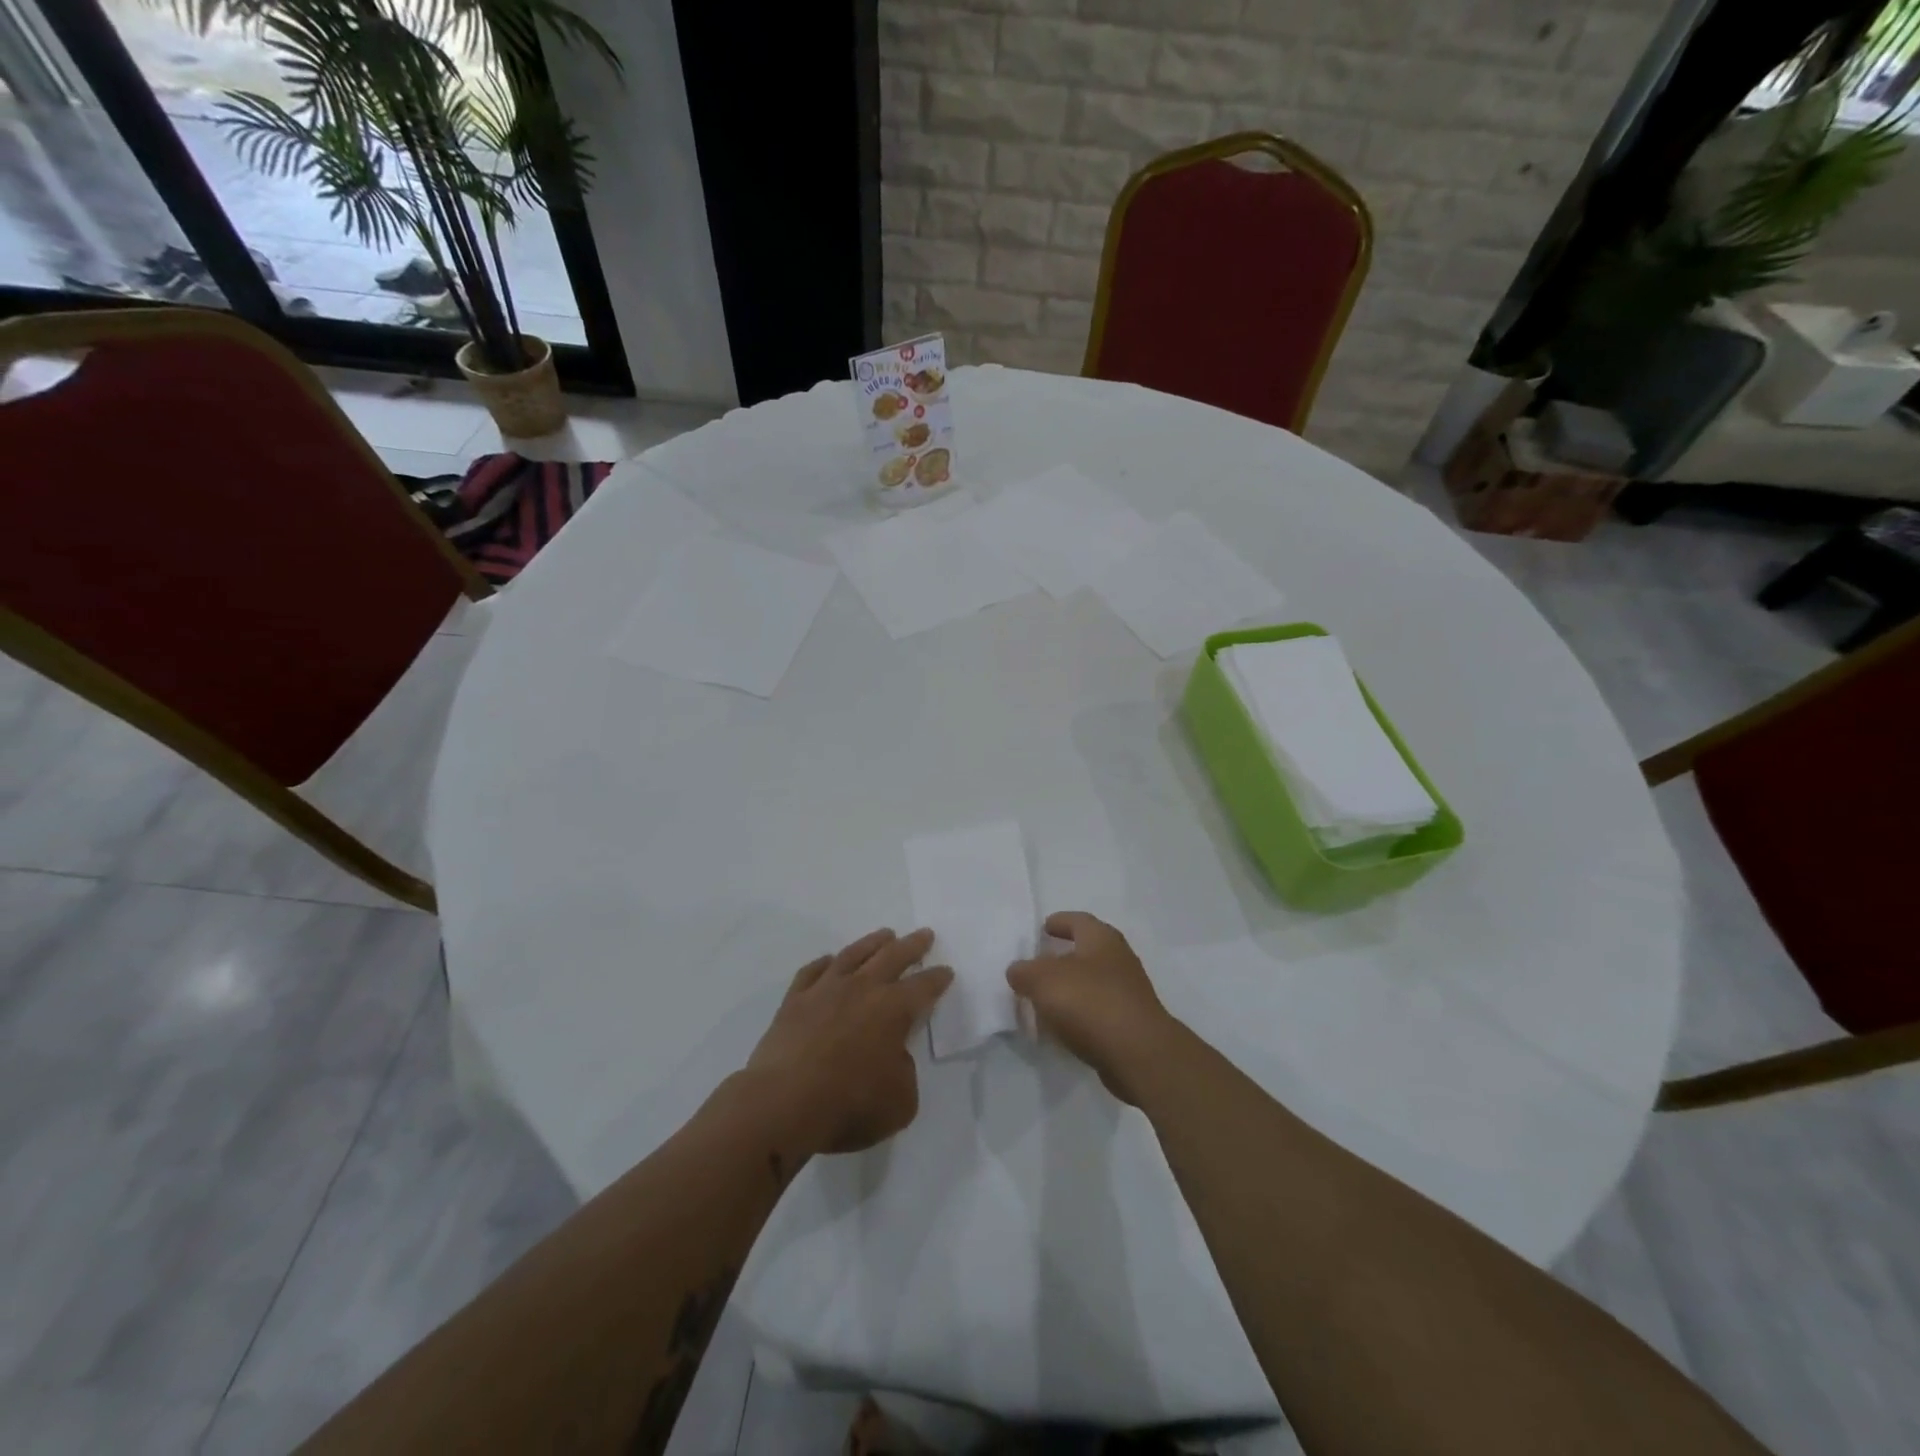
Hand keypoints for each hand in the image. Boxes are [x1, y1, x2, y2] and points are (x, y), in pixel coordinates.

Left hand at [746, 928, 951, 1154]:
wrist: (783, 1103)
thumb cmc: (848, 1104)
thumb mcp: (900, 1102)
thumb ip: (904, 1073)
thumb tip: (893, 1057)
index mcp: (893, 1010)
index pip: (924, 987)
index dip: (938, 978)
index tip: (946, 970)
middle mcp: (862, 989)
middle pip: (893, 957)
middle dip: (912, 945)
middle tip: (924, 934)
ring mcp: (825, 990)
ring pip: (854, 954)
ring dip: (873, 942)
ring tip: (885, 934)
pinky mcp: (794, 1001)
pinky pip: (813, 971)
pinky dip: (825, 963)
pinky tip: (830, 960)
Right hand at [1006, 912, 1175, 1104]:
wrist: (1139, 1054)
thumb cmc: (1090, 1002)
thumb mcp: (1043, 980)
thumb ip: (1024, 972)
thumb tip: (1018, 971)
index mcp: (1102, 939)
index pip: (1078, 920)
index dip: (1059, 922)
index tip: (1043, 928)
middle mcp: (1119, 960)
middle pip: (1086, 952)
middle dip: (1062, 958)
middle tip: (1037, 967)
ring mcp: (1128, 994)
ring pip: (1092, 984)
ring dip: (1070, 990)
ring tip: (1043, 1002)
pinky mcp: (1130, 1025)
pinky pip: (1097, 1013)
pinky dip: (1079, 1017)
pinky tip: (1061, 1030)